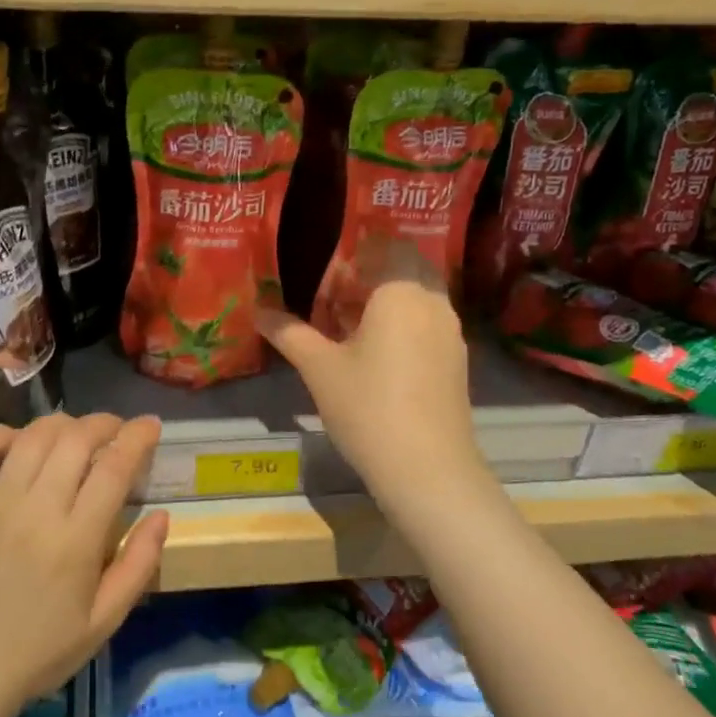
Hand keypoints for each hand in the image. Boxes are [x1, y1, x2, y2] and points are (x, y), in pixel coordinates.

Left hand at [0, 413, 168, 716]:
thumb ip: (139, 565)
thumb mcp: (105, 621)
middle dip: (103, 423)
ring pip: (31, 438)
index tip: (150, 425)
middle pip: (75, 440)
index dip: (137, 437)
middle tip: (115, 430)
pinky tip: (17, 441)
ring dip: (61, 424)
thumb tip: (162, 515)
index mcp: (76, 540)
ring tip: (74, 433)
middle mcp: (36, 511)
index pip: (114, 467)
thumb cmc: (42, 651)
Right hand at [258, 246, 485, 512]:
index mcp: (401, 291)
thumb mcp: (319, 368)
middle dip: (370, 278)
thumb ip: (290, 333)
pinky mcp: (456, 360)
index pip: (384, 247)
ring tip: (350, 332)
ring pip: (418, 297)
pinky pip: (427, 324)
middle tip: (335, 304)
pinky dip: (403, 326)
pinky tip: (377, 359)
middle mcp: (433, 301)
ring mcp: (450, 332)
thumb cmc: (367, 407)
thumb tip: (259, 312)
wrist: (427, 469)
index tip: (326, 283)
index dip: (353, 258)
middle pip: (404, 268)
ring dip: (386, 303)